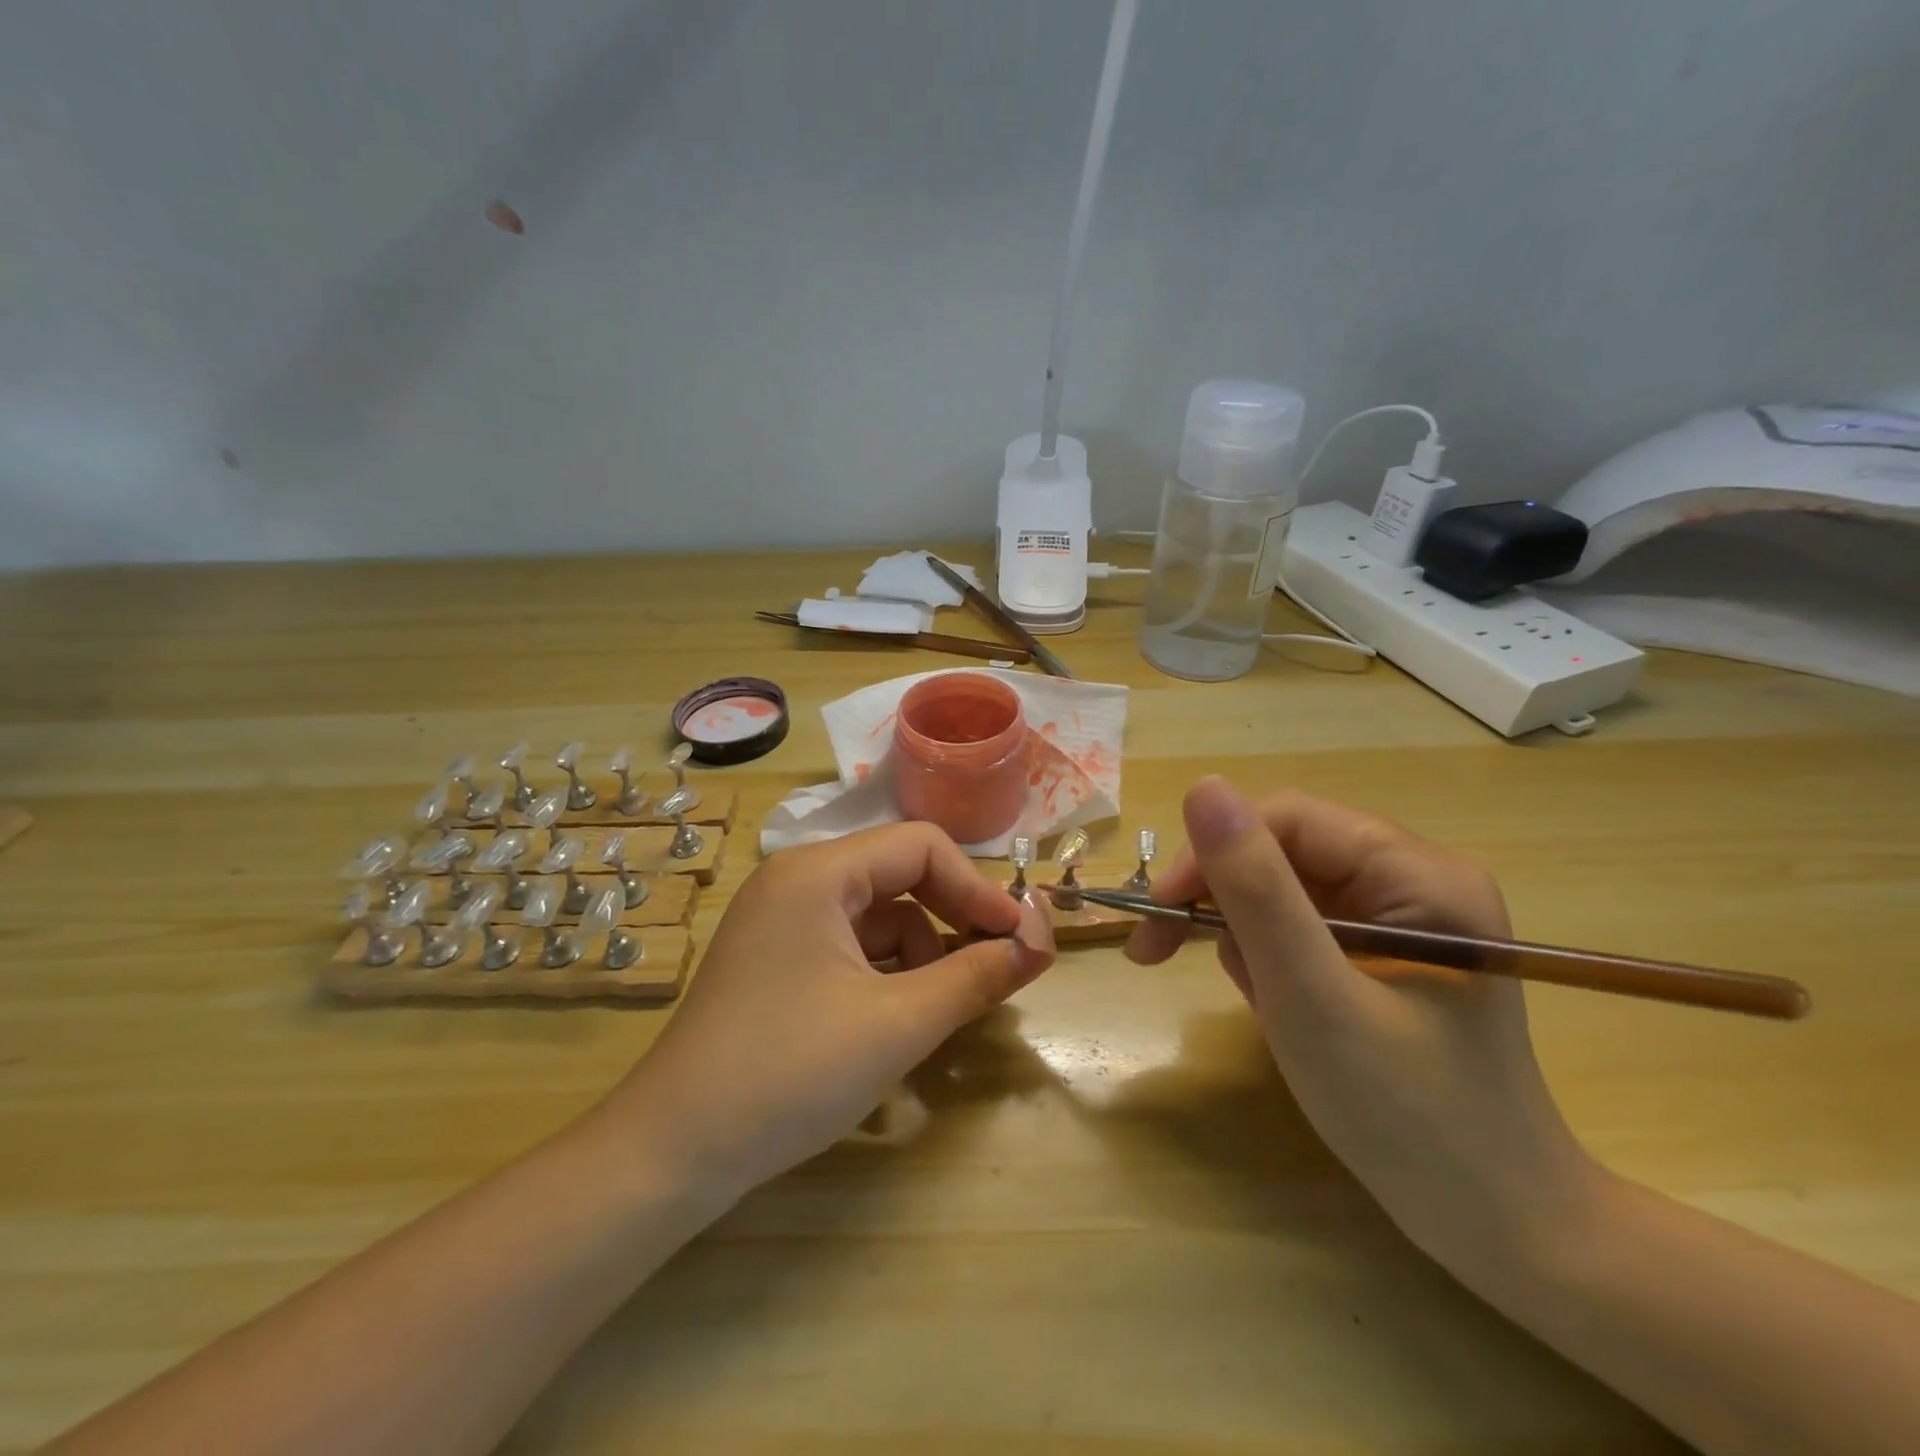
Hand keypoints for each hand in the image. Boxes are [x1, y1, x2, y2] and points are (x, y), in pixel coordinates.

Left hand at [603, 824, 1055, 1202]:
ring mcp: (781, 920)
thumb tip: (1041, 944)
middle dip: (952, 920)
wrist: (671, 1153)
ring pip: (878, 916)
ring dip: (920, 955)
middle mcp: (796, 880)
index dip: (978, 888)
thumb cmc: (790, 1073)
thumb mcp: (897, 1024)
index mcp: (818, 872)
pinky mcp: (777, 959)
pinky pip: (851, 947)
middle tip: (996, 970)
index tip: (1020, 939)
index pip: (922, 846)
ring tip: (935, 1013)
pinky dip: (885, 975)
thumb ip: (976, 977)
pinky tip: (893, 1022)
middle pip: (900, 876)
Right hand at [1128, 777, 1596, 1265]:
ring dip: (1245, 939)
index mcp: (1421, 874)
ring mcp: (1401, 916)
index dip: (1213, 854)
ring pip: (1281, 890)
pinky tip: (1279, 1008)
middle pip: (1283, 852)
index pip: (1288, 820)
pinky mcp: (1383, 951)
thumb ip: (1256, 889)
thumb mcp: (1313, 997)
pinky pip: (1298, 927)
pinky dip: (1267, 962)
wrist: (1493, 1225)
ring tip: (1260, 1004)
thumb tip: (1202, 786)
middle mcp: (1415, 879)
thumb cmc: (1406, 1115)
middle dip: (1223, 903)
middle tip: (1158, 952)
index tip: (1158, 914)